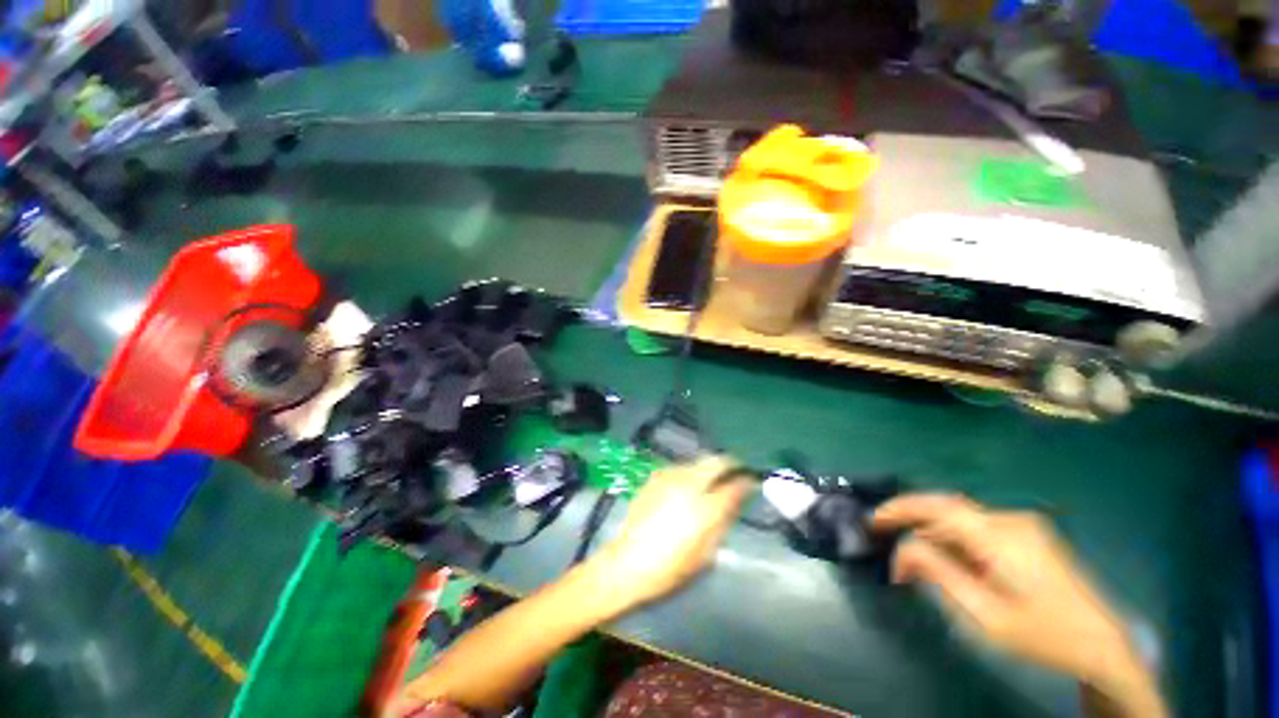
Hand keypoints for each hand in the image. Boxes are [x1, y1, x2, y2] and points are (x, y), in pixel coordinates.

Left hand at [593, 456, 752, 609]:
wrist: (626, 562)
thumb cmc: (669, 568)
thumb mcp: (704, 554)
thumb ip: (722, 522)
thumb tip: (734, 500)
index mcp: (703, 508)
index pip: (733, 486)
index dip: (745, 480)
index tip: (751, 480)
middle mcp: (687, 484)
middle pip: (715, 461)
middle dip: (728, 464)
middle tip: (734, 472)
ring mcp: (669, 477)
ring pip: (697, 461)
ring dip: (708, 467)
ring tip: (712, 479)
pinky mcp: (655, 477)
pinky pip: (680, 467)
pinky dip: (691, 471)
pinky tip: (688, 485)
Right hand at [872, 494, 1165, 717]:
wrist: (1105, 645)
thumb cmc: (1046, 635)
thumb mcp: (986, 615)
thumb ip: (940, 575)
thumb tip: (903, 549)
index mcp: (1002, 536)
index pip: (938, 506)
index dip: (900, 508)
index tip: (873, 521)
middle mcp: (1011, 520)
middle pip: (947, 512)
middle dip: (915, 530)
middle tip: (895, 558)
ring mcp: (1022, 526)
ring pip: (961, 522)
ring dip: (935, 541)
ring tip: (920, 572)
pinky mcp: (1028, 536)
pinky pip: (978, 530)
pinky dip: (955, 545)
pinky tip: (952, 568)